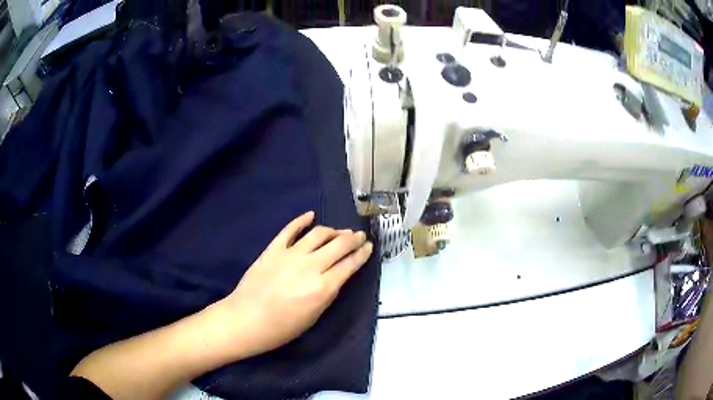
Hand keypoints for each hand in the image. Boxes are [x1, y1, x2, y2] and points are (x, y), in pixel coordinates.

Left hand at [219, 211, 372, 357]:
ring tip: (340, 231)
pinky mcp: (273, 249)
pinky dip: (301, 220)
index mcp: (323, 287)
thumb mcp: (314, 316)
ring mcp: (290, 254)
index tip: (369, 246)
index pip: (349, 265)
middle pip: (338, 245)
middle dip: (353, 238)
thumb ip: (327, 293)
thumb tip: (335, 276)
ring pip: (318, 234)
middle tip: (359, 235)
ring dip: (333, 230)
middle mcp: (310, 266)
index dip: (362, 254)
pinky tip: (310, 216)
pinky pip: (290, 229)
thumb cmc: (282, 328)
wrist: (246, 320)